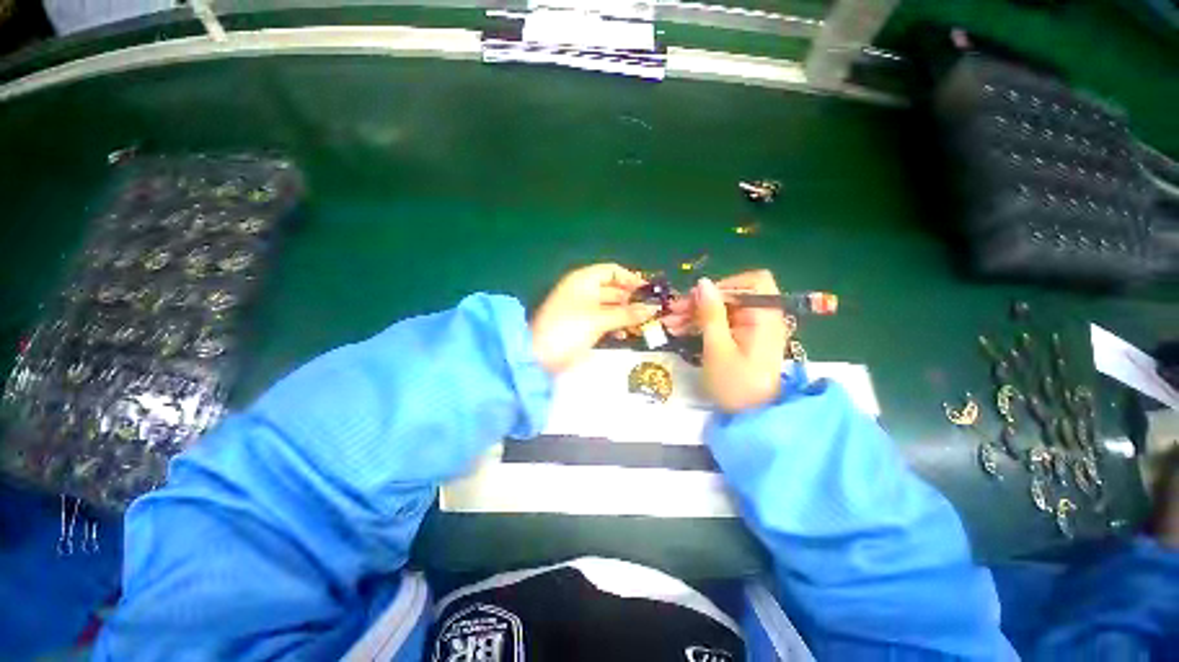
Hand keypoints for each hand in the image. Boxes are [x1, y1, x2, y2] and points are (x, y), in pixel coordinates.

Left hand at [531, 264, 658, 373]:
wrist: (540, 354)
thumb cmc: (570, 328)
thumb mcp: (600, 319)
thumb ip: (627, 313)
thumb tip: (653, 308)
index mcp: (584, 280)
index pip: (612, 271)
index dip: (630, 278)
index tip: (648, 291)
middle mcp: (584, 291)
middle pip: (613, 289)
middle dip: (632, 299)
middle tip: (653, 310)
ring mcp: (583, 309)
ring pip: (611, 307)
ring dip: (627, 314)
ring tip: (645, 323)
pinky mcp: (583, 326)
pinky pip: (605, 320)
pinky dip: (616, 325)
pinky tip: (628, 334)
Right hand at [664, 270, 788, 411]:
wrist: (751, 418)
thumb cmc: (736, 385)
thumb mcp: (718, 348)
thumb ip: (711, 313)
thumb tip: (703, 282)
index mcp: (764, 317)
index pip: (751, 283)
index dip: (722, 286)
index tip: (696, 299)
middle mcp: (762, 317)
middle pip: (732, 296)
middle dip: (701, 301)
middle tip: (672, 311)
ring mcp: (752, 329)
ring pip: (722, 310)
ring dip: (695, 313)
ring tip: (669, 323)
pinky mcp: (742, 339)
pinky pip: (721, 323)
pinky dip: (701, 324)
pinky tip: (680, 329)